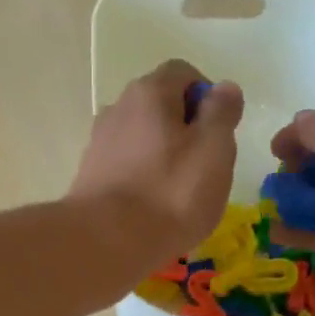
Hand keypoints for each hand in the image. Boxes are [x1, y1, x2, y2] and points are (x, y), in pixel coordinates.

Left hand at [69, 60, 244, 264]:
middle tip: (205, 166)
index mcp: (149, 92)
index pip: (183, 73)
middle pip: (160, 105)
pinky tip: (153, 207)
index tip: (220, 132)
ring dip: (164, 154)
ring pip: (142, 137)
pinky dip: (143, 176)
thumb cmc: (170, 193)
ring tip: (179, 192)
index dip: (208, 96)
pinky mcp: (89, 175)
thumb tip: (224, 88)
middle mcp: (117, 107)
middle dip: (186, 128)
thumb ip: (222, 113)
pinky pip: (126, 165)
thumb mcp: (214, 150)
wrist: (106, 242)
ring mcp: (99, 142)